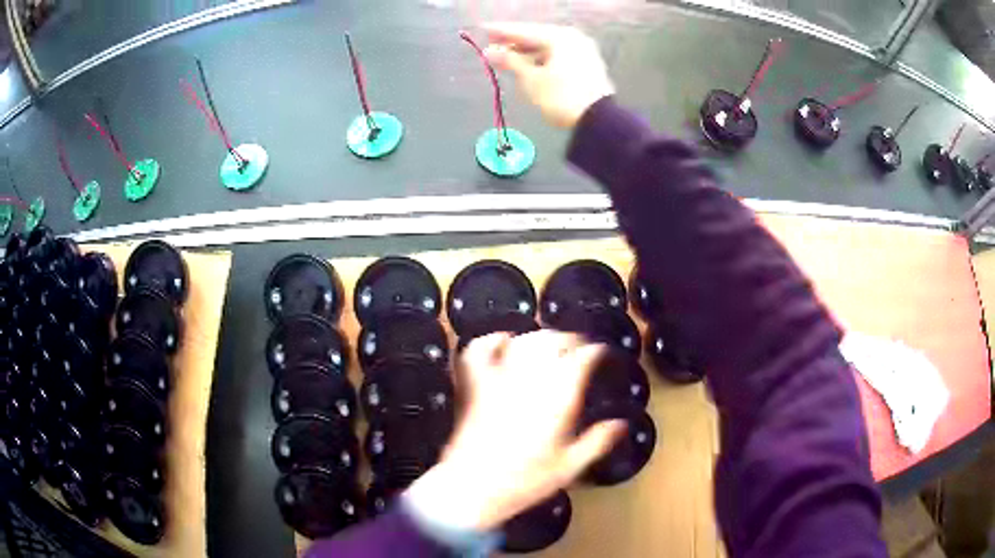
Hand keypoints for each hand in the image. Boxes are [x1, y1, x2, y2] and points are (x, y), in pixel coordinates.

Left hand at [404, 331, 625, 532]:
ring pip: (522, 341)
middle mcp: (530, 381)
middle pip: (553, 341)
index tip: (602, 354)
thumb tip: (622, 424)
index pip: (582, 358)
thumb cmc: (524, 481)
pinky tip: (503, 342)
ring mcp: (498, 380)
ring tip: (550, 344)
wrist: (472, 488)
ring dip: (539, 337)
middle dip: (570, 339)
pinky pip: (480, 350)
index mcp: (558, 399)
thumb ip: (598, 442)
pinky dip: (493, 340)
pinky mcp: (474, 385)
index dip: (595, 351)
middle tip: (580, 348)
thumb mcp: (570, 467)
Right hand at [484, 23, 614, 127]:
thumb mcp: (530, 79)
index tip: (483, 29)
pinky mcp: (587, 65)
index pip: (524, 31)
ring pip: (548, 48)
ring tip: (507, 58)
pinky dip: (542, 59)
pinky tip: (528, 65)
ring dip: (527, 53)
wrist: (597, 121)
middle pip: (537, 37)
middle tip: (492, 46)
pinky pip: (558, 56)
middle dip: (514, 43)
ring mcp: (583, 50)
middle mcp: (573, 38)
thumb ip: (510, 61)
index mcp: (559, 37)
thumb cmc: (560, 97)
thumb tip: (489, 52)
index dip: (501, 31)